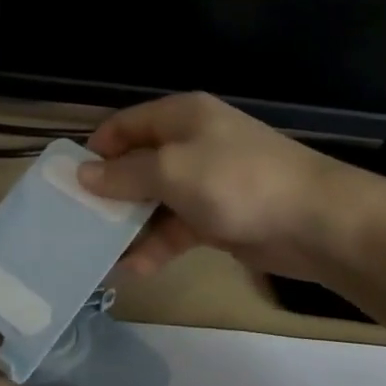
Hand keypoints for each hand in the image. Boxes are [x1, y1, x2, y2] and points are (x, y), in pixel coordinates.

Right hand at [78, 92, 367, 280]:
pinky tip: (134, 268)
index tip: (69, 181)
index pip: (125, 125)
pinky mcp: (218, 217)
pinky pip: (176, 227)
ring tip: (98, 252)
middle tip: (77, 221)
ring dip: (130, 224)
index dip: (96, 149)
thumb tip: (83, 174)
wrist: (316, 222)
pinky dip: (157, 244)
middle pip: (137, 163)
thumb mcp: (172, 171)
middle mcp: (191, 143)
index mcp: (180, 116)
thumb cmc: (237, 181)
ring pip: (154, 200)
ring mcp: (206, 181)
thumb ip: (124, 174)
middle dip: (109, 192)